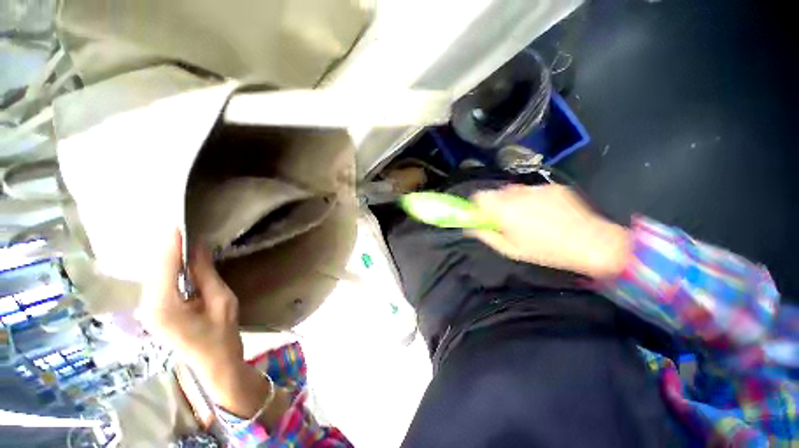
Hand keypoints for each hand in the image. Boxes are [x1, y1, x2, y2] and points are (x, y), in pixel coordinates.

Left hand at [139, 230, 243, 381]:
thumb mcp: (221, 300)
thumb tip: (198, 246)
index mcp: (164, 306)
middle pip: (154, 268)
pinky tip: (179, 260)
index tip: (181, 224)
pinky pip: (157, 282)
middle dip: (167, 247)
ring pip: (153, 274)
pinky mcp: (153, 311)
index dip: (171, 244)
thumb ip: (205, 273)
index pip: (164, 266)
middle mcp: (148, 306)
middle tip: (184, 229)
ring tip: (182, 239)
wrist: (214, 363)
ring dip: (166, 256)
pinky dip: (167, 267)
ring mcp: (147, 310)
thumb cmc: (222, 334)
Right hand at [470, 184, 631, 277]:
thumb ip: (486, 235)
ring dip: (514, 200)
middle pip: (496, 192)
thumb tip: (470, 228)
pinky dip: (532, 199)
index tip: (482, 215)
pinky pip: (533, 190)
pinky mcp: (553, 186)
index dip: (477, 204)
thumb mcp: (510, 250)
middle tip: (505, 219)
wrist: (593, 243)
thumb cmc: (546, 252)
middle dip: (496, 204)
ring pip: (515, 190)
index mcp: (504, 209)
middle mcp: (518, 194)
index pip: (479, 196)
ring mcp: (537, 188)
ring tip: (528, 216)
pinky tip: (546, 213)